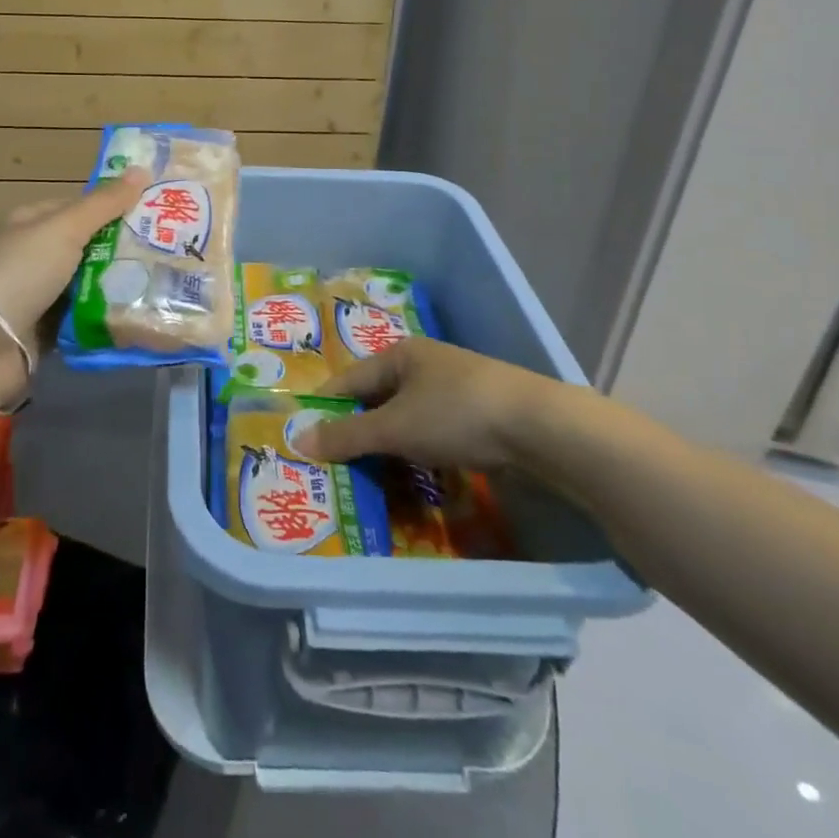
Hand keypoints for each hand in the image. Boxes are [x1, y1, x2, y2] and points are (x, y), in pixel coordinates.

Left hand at [0, 172, 146, 398]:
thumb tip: (142, 169)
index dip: (114, 206)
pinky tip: (140, 315)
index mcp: (30, 223)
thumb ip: (104, 203)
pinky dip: (105, 317)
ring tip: (165, 283)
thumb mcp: (65, 228)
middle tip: (169, 250)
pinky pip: (84, 318)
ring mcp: (38, 295)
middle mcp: (33, 255)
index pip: (79, 207)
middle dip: (123, 249)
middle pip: (87, 246)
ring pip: (88, 284)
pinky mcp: (45, 330)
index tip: (156, 212)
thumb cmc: (22, 272)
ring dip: (118, 285)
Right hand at [292, 336, 581, 477]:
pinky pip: (433, 436)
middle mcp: (424, 366)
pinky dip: (419, 456)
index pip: (349, 380)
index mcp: (399, 354)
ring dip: (390, 450)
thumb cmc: (456, 414)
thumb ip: (348, 435)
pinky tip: (416, 480)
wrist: (540, 427)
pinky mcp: (478, 416)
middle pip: (378, 401)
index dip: (326, 408)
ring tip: (372, 482)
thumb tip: (298, 440)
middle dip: (359, 435)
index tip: (306, 440)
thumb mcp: (395, 427)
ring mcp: (454, 390)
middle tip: (337, 469)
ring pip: (407, 422)